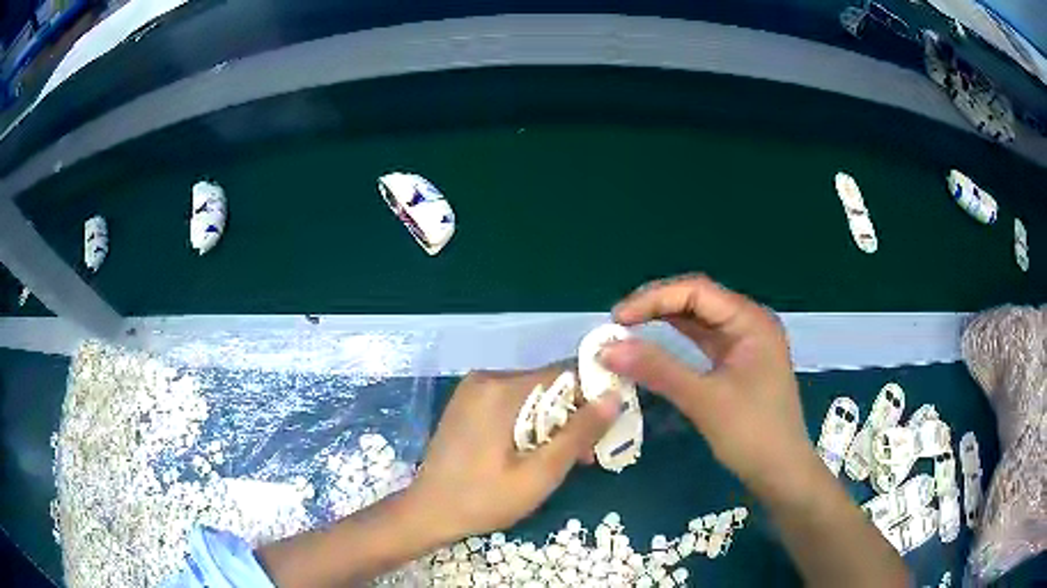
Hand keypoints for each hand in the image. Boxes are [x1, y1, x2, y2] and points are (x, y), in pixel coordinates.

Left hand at [411, 366, 618, 539]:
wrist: (428, 512)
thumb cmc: (483, 499)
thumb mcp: (539, 474)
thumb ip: (578, 434)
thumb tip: (614, 396)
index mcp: (501, 390)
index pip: (565, 373)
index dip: (592, 397)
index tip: (606, 429)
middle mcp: (487, 379)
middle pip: (548, 386)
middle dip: (573, 418)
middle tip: (585, 457)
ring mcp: (474, 390)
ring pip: (532, 396)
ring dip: (554, 424)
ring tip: (564, 461)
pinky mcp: (468, 404)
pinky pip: (512, 404)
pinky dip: (531, 424)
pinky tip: (535, 453)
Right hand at [600, 274, 813, 499]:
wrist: (781, 472)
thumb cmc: (751, 433)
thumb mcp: (704, 400)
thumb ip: (658, 369)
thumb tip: (606, 349)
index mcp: (750, 320)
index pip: (696, 291)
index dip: (653, 299)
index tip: (617, 319)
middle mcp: (749, 323)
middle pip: (698, 301)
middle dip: (657, 308)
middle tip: (618, 325)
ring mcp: (745, 344)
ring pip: (699, 321)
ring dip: (664, 323)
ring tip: (628, 331)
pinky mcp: (738, 364)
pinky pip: (703, 343)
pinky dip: (676, 343)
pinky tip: (654, 347)